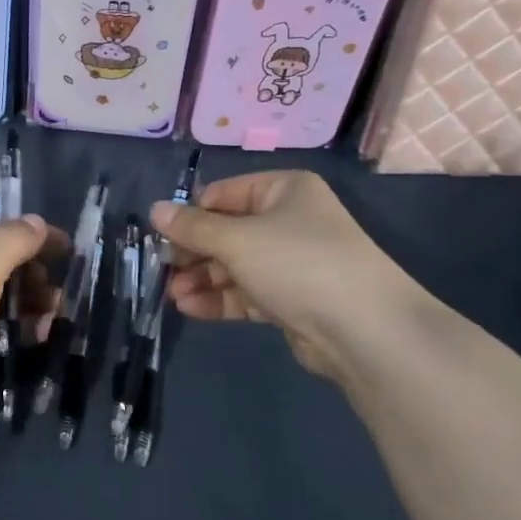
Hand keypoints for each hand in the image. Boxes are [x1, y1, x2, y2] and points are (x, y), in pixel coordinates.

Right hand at [151, 170, 428, 383]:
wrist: (364, 329)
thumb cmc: (297, 263)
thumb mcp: (237, 239)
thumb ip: (193, 227)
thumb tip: (155, 210)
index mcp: (283, 190)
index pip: (223, 194)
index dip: (191, 214)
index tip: (161, 236)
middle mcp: (289, 220)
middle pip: (227, 231)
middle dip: (193, 252)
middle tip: (163, 269)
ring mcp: (292, 262)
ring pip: (234, 265)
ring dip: (202, 279)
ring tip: (173, 296)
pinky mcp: (292, 299)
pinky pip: (247, 292)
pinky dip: (220, 298)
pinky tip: (190, 308)